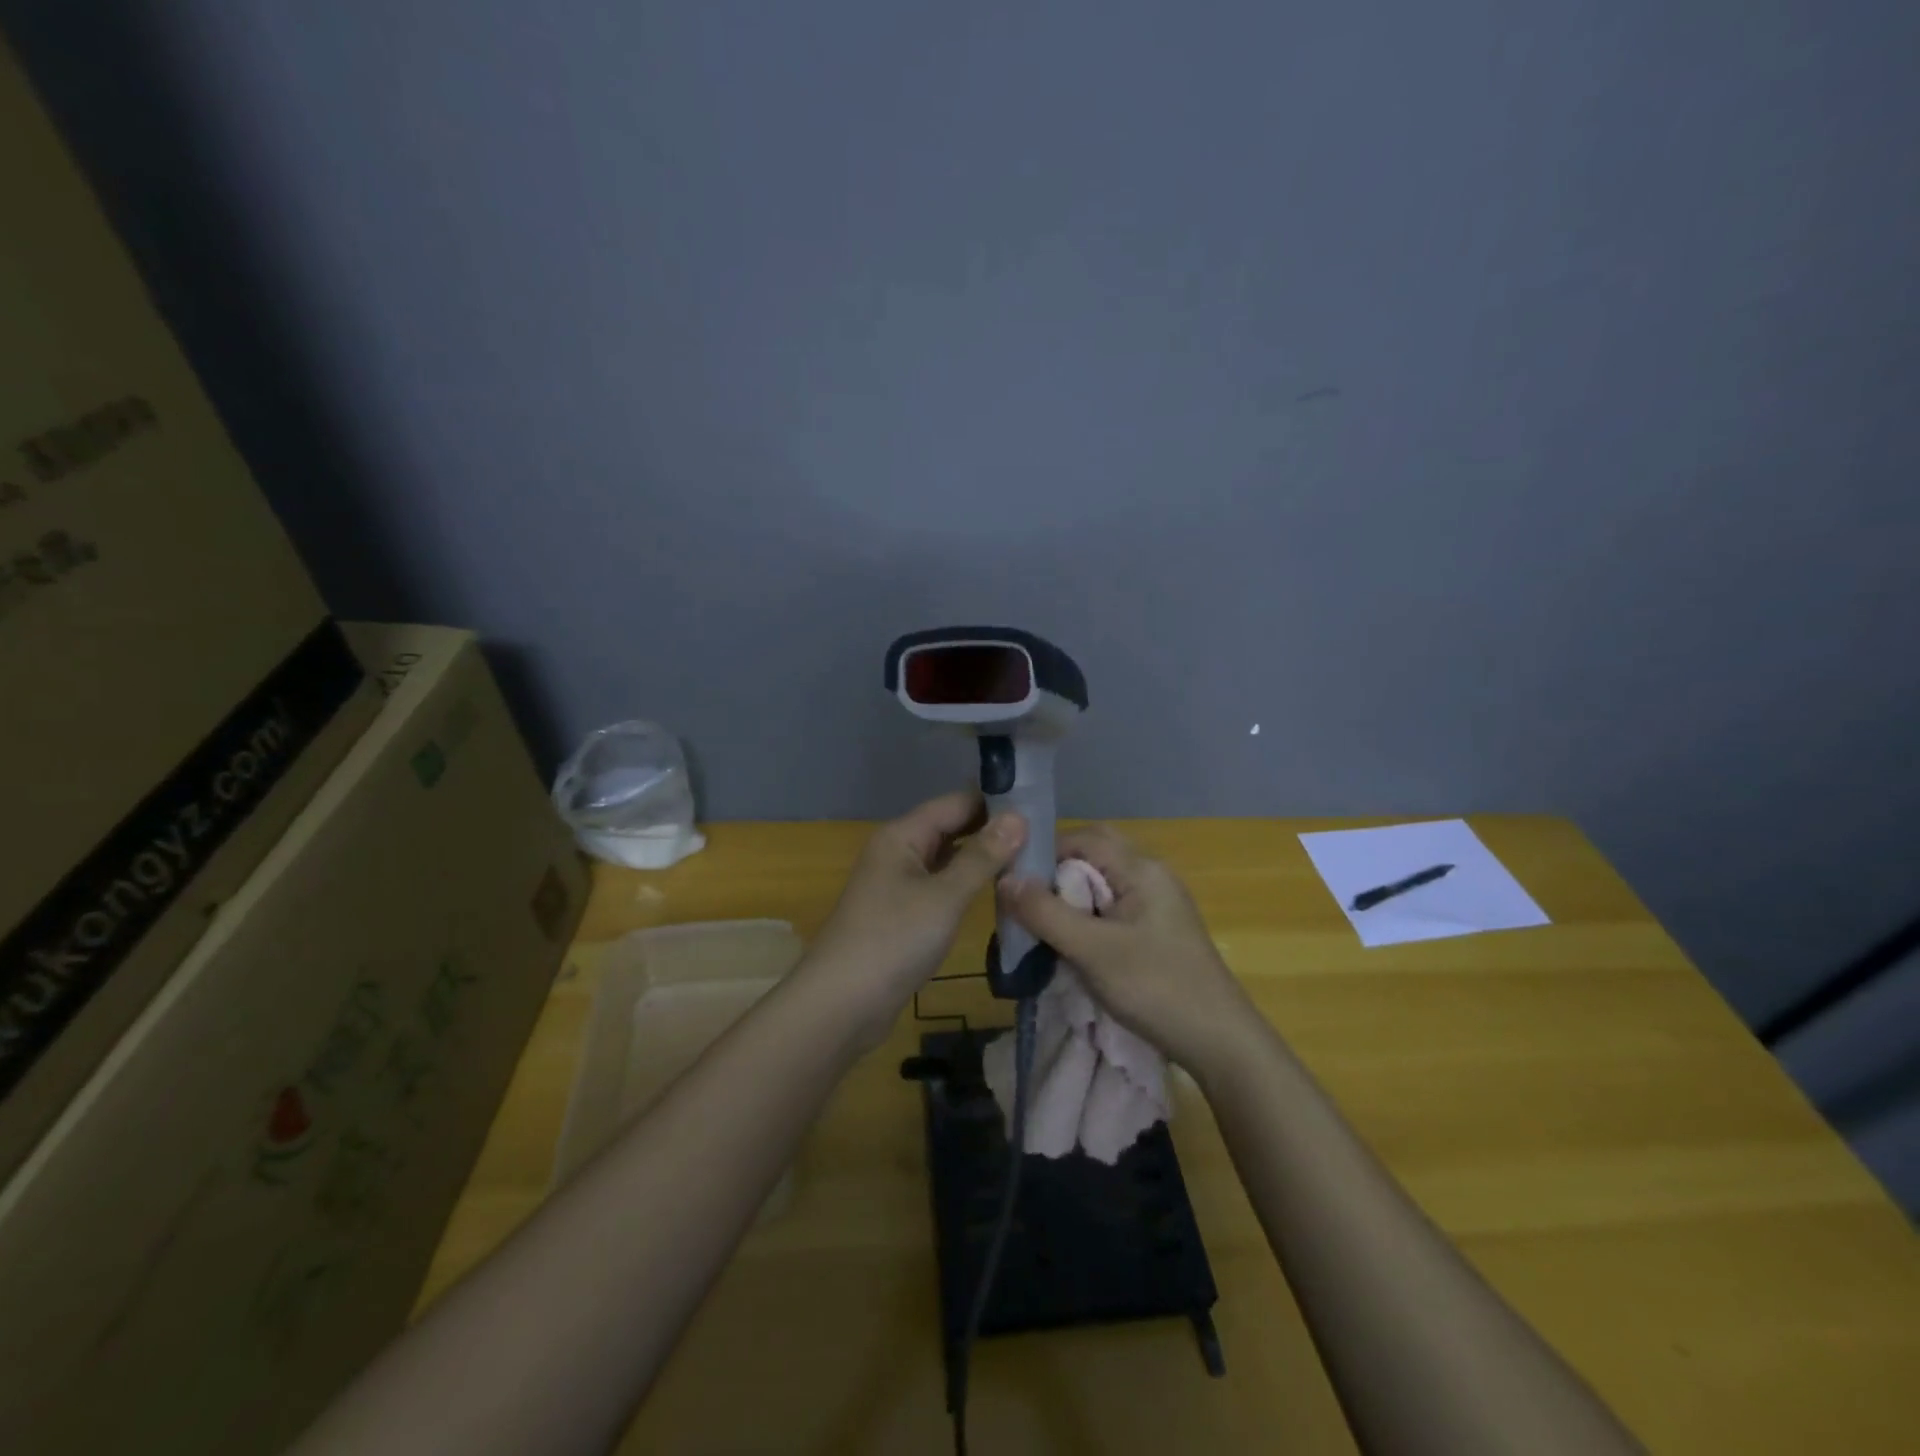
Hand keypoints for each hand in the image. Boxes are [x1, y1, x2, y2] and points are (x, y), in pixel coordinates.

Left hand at [803, 791, 1027, 1046]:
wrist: (841, 1005)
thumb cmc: (893, 940)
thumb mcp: (945, 896)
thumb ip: (982, 856)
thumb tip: (1018, 817)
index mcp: (902, 835)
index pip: (956, 803)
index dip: (996, 802)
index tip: (1041, 806)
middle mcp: (899, 851)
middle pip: (952, 828)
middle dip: (993, 831)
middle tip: (1045, 837)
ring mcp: (899, 884)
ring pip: (949, 859)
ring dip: (984, 859)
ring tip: (1032, 860)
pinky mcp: (903, 914)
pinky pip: (942, 887)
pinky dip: (969, 885)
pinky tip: (999, 893)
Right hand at [999, 824, 1260, 1073]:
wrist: (1220, 1042)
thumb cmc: (1156, 988)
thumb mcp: (1093, 950)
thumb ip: (1046, 913)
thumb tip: (1004, 878)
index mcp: (1141, 868)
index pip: (1081, 838)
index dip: (1043, 855)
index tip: (1012, 886)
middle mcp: (1151, 874)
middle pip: (1091, 856)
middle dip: (1055, 877)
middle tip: (1026, 907)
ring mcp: (1157, 902)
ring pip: (1100, 883)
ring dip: (1069, 898)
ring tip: (1041, 928)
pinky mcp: (1157, 928)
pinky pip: (1112, 906)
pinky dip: (1086, 917)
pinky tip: (1071, 945)